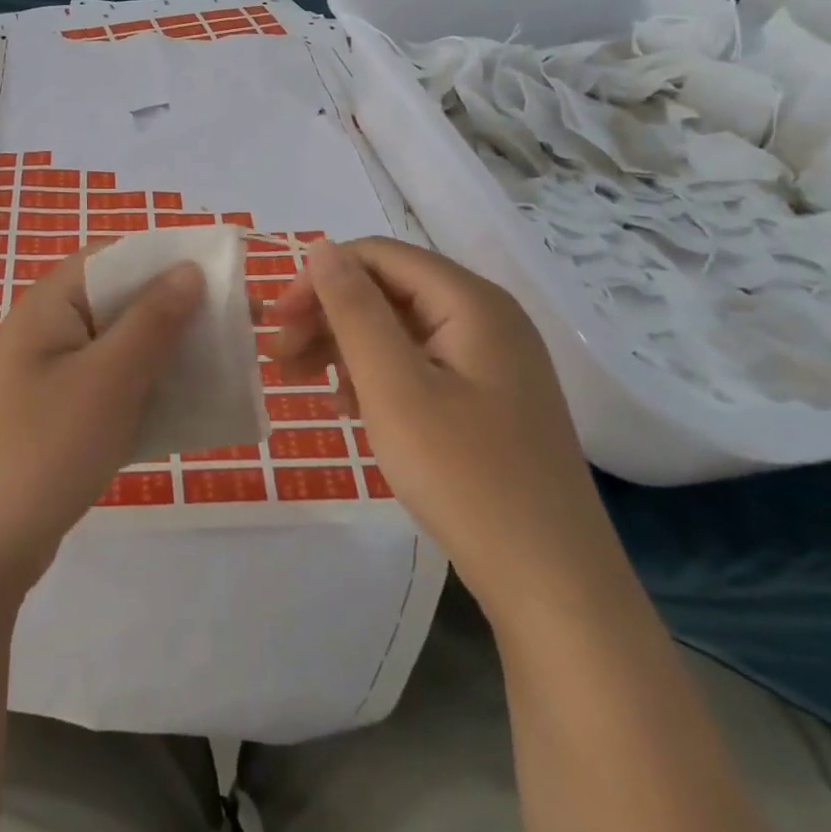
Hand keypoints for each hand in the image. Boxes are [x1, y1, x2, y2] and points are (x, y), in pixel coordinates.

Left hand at [0, 251, 202, 600]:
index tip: (225, 279)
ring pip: (121, 351)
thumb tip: (188, 268)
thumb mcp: (107, 380)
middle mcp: (48, 331)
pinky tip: (186, 412)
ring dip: (167, 356)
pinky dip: (147, 394)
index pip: (116, 258)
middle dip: (178, 313)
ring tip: (223, 369)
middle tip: (238, 330)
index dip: (169, 261)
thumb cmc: (43, 449)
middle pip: (122, 303)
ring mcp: (50, 378)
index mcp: (51, 303)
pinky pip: (111, 391)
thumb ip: (152, 321)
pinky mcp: (57, 420)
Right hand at [273, 238, 627, 619]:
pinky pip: (420, 362)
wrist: (553, 585)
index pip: (377, 255)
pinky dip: (377, 375)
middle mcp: (486, 316)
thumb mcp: (393, 386)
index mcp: (470, 300)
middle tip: (281, 359)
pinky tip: (351, 407)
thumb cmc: (464, 476)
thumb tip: (322, 247)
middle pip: (389, 289)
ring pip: (401, 327)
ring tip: (307, 385)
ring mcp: (493, 359)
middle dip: (328, 315)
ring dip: (347, 346)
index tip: (278, 324)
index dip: (320, 278)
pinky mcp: (490, 396)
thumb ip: (354, 309)